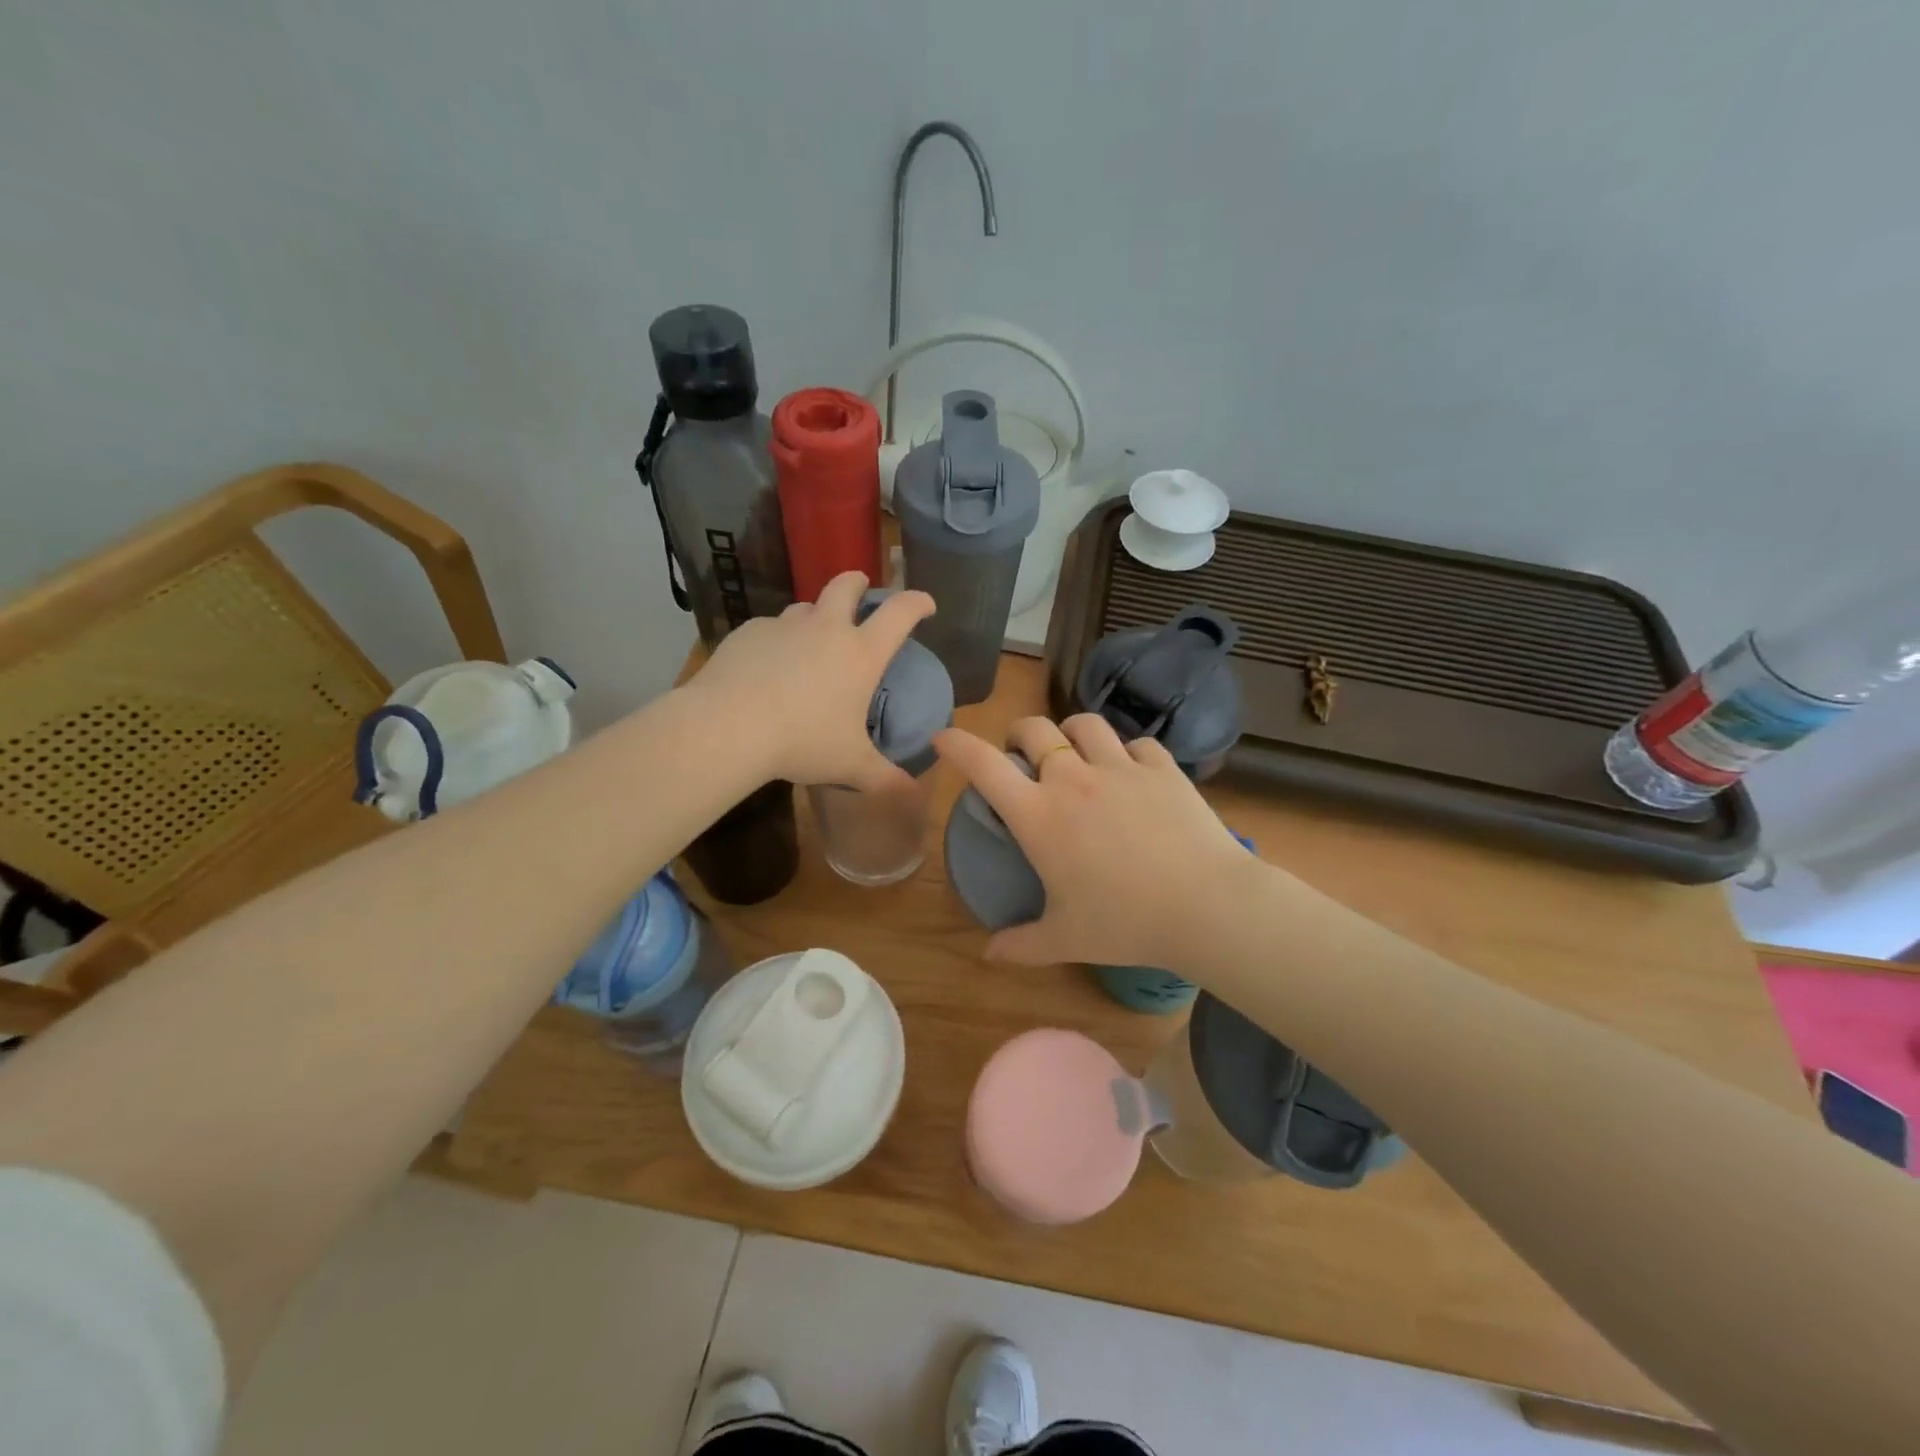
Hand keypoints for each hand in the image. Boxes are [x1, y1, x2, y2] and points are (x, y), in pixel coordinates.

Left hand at [690, 571, 935, 792]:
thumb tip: (914, 796)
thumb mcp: (850, 765)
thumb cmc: (802, 742)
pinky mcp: (748, 633)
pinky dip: (777, 641)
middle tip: (860, 589)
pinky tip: (767, 667)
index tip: (926, 605)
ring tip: (810, 641)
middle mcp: (826, 629)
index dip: (917, 602)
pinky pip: (769, 629)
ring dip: (814, 616)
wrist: (729, 727)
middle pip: (845, 585)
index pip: (900, 612)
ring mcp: (784, 626)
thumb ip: (885, 779)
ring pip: (805, 607)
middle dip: (858, 582)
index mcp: (860, 654)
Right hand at [933, 713, 1269, 971]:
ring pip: (1085, 725)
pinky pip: (1138, 744)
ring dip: (1071, 733)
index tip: (943, 738)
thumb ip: (1021, 945)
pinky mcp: (1163, 768)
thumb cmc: (1125, 923)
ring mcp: (1121, 768)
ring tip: (1075, 752)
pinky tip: (1133, 773)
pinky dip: (1128, 753)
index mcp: (1039, 815)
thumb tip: (989, 954)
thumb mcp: (1066, 939)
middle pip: (1034, 729)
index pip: (984, 765)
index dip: (957, 744)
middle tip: (1022, 754)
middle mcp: (1074, 779)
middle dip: (1019, 734)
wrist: (1206, 906)